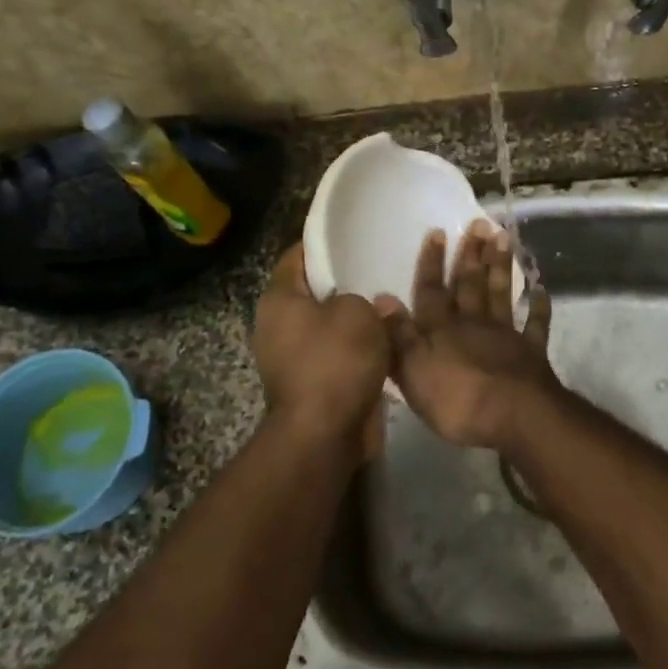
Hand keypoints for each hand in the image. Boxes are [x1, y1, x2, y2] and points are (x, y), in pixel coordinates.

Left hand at [253, 244, 391, 457]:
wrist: (325, 433)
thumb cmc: (335, 361)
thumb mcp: (358, 313)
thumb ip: (366, 299)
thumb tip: (373, 307)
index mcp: (280, 300)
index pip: (297, 256)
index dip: (323, 243)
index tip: (353, 235)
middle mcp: (278, 326)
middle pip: (314, 292)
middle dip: (345, 282)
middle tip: (379, 267)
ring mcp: (292, 358)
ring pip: (329, 326)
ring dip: (355, 320)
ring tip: (390, 302)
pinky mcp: (312, 384)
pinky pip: (338, 354)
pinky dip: (358, 348)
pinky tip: (387, 339)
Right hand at [377, 221, 559, 450]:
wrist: (514, 416)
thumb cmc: (457, 399)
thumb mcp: (413, 371)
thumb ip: (398, 335)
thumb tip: (381, 298)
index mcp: (441, 329)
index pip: (432, 291)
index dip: (432, 263)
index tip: (438, 232)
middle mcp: (473, 324)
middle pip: (470, 285)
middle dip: (471, 255)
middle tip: (479, 223)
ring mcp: (506, 335)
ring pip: (501, 294)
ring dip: (501, 266)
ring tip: (504, 237)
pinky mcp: (532, 352)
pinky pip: (536, 325)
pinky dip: (539, 307)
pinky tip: (541, 290)